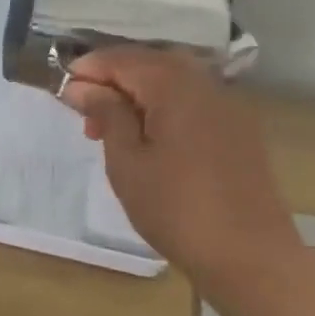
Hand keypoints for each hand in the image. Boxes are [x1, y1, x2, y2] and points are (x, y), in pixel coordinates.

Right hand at [60, 48, 310, 314]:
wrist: (252, 257)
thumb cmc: (177, 208)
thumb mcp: (127, 161)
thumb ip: (106, 113)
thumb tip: (84, 85)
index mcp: (173, 84)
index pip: (121, 59)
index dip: (88, 70)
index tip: (62, 93)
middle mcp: (204, 82)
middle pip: (148, 63)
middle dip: (112, 81)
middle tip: (86, 117)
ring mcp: (227, 103)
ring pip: (171, 81)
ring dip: (137, 95)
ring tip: (114, 132)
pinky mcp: (239, 127)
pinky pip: (192, 100)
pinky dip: (164, 107)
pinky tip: (151, 140)